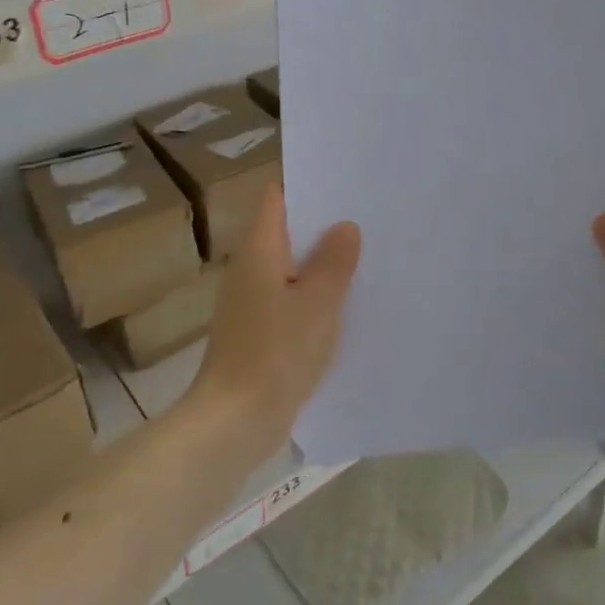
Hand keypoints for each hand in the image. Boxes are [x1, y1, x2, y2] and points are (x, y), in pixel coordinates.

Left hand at [189, 183, 361, 461]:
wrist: (235, 422)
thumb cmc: (275, 353)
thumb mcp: (317, 303)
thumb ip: (334, 262)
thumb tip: (345, 226)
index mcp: (259, 250)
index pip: (277, 198)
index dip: (307, 185)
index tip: (345, 182)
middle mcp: (251, 269)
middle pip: (287, 231)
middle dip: (324, 225)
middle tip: (369, 216)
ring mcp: (252, 302)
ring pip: (292, 268)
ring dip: (323, 263)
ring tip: (368, 254)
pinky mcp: (260, 332)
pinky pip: (292, 299)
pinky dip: (316, 295)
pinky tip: (347, 304)